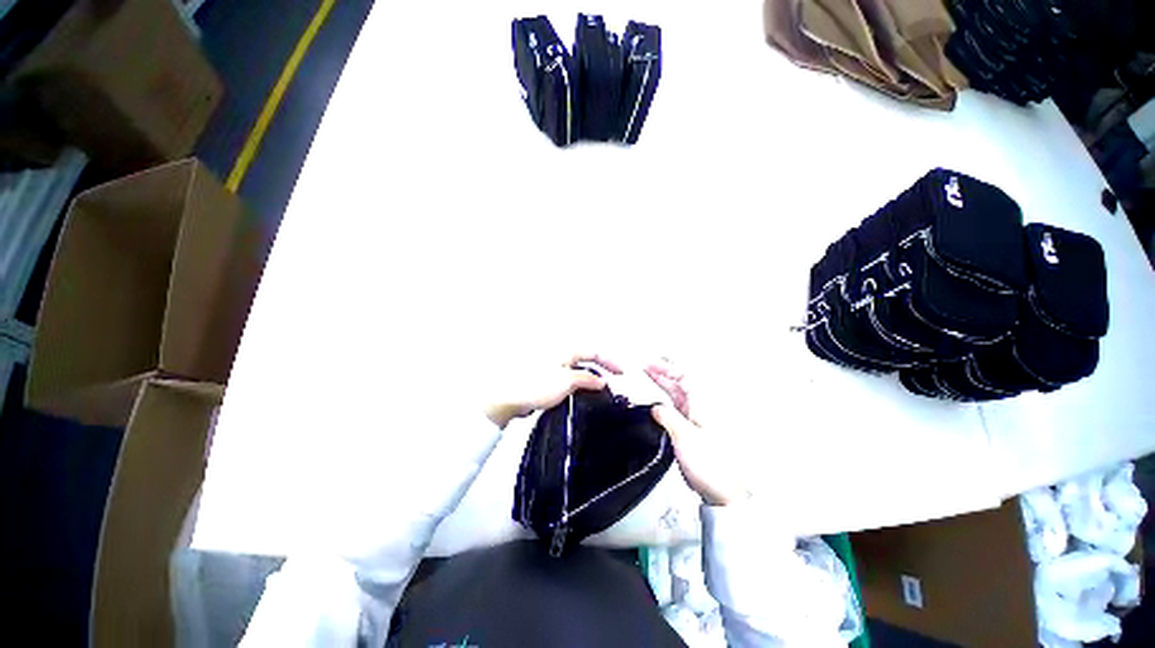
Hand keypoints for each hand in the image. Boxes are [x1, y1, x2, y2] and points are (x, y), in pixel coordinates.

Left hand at [484, 353, 623, 428]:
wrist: (508, 398)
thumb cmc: (534, 385)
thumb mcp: (566, 381)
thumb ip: (587, 379)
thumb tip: (602, 380)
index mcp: (566, 350)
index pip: (595, 351)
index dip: (611, 361)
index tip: (624, 372)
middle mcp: (562, 355)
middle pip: (589, 359)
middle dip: (604, 368)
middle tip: (616, 381)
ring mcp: (555, 367)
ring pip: (580, 370)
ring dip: (593, 378)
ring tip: (603, 391)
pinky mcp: (549, 379)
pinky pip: (571, 379)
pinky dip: (581, 385)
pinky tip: (584, 395)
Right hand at [646, 360, 749, 505]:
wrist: (725, 493)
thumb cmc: (710, 464)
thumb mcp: (685, 438)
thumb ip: (667, 418)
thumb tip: (654, 406)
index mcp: (703, 404)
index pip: (684, 375)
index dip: (666, 366)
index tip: (648, 363)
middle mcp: (701, 407)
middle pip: (680, 382)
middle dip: (661, 372)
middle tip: (642, 368)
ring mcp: (697, 418)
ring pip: (676, 394)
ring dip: (661, 385)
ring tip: (644, 379)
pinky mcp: (692, 430)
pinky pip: (675, 408)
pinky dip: (663, 401)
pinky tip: (653, 403)